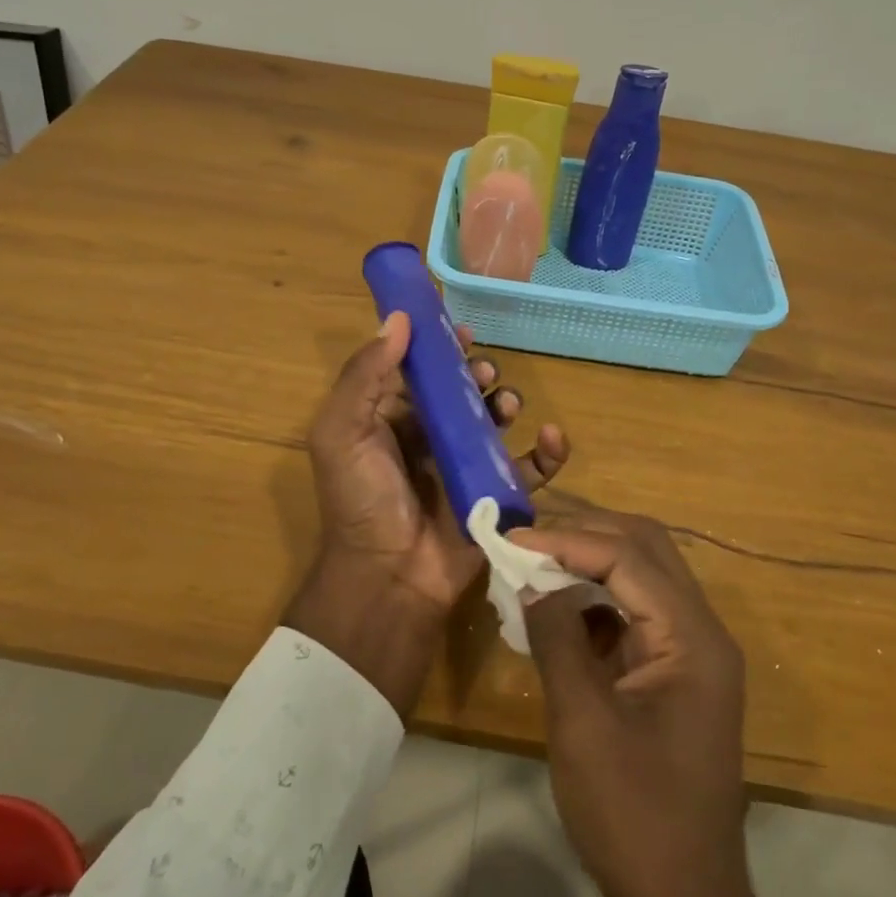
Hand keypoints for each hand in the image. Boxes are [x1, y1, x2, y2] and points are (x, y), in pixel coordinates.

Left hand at [285, 312, 569, 715]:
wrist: (389, 578)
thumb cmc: (361, 500)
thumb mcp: (342, 432)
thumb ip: (364, 375)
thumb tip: (398, 318)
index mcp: (390, 419)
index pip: (420, 371)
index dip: (440, 348)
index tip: (462, 333)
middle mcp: (428, 437)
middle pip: (462, 391)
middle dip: (478, 375)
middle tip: (484, 375)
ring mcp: (465, 466)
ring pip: (496, 421)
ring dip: (507, 403)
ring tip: (505, 406)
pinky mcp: (496, 496)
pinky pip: (530, 468)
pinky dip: (548, 451)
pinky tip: (553, 436)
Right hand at [518, 512, 796, 896]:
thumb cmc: (634, 816)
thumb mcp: (584, 722)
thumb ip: (557, 638)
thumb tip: (531, 580)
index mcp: (693, 639)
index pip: (629, 557)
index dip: (568, 540)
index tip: (513, 539)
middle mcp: (701, 633)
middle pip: (646, 550)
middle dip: (585, 535)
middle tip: (527, 540)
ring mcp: (691, 654)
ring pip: (641, 577)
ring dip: (589, 563)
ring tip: (535, 565)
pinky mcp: (673, 674)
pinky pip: (634, 614)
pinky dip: (595, 600)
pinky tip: (555, 610)